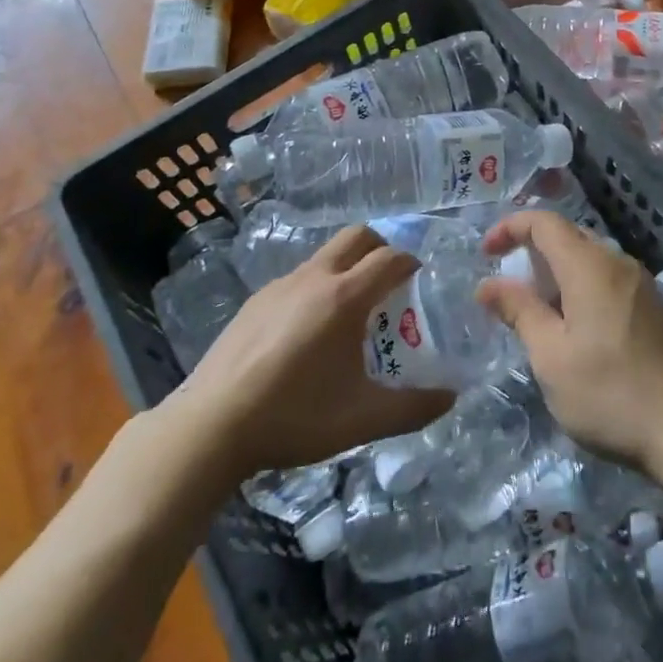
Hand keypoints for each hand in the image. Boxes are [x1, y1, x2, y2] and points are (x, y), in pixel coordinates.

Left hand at [175, 227, 453, 478]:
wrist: (211, 425)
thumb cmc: (295, 416)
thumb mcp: (362, 419)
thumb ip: (413, 408)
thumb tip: (450, 397)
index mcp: (345, 297)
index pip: (390, 258)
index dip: (411, 263)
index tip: (420, 281)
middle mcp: (314, 278)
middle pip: (357, 236)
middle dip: (380, 248)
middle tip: (389, 282)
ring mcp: (279, 286)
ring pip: (324, 257)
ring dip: (346, 269)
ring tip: (349, 315)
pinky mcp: (255, 301)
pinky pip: (298, 279)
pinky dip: (316, 289)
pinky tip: (307, 334)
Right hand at [477, 211, 662, 474]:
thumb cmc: (610, 392)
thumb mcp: (551, 356)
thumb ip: (519, 311)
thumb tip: (487, 285)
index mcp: (589, 266)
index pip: (544, 222)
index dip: (511, 228)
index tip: (487, 254)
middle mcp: (618, 263)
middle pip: (569, 236)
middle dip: (533, 251)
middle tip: (511, 288)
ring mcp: (642, 285)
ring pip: (591, 258)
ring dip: (558, 273)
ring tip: (540, 313)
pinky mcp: (656, 309)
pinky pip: (609, 279)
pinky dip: (582, 288)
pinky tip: (577, 329)